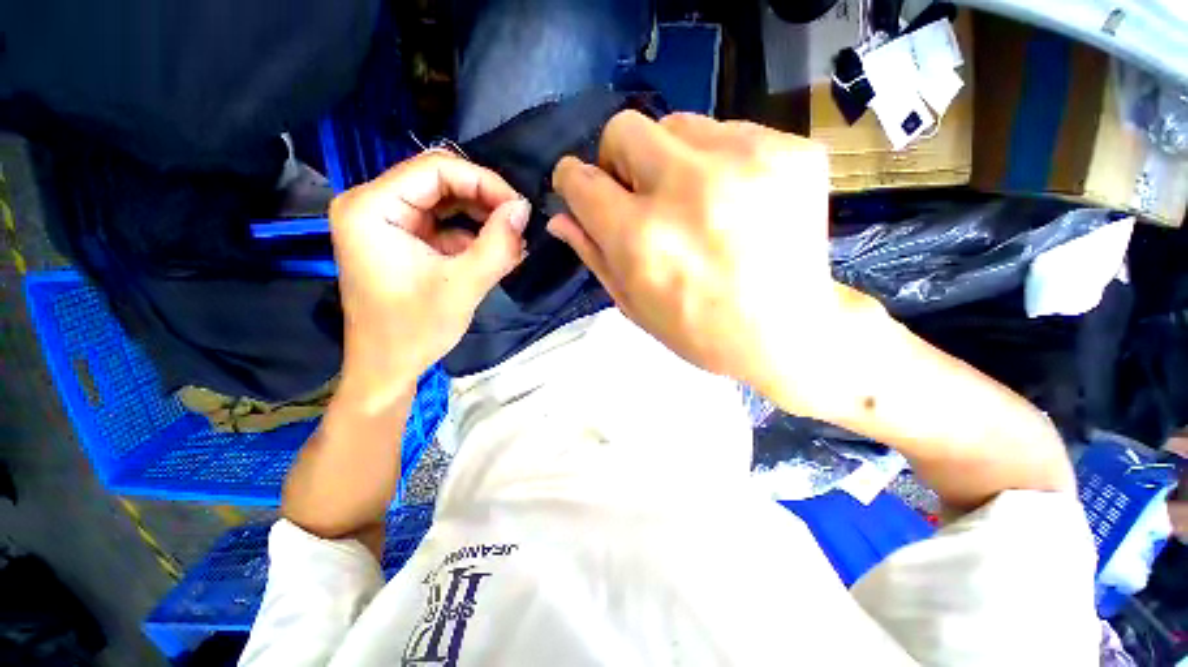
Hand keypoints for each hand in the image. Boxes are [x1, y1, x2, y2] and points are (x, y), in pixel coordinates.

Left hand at [330, 151, 528, 402]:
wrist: (388, 368)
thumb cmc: (414, 331)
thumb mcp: (462, 287)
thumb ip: (497, 245)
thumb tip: (524, 209)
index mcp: (372, 208)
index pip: (435, 169)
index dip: (484, 182)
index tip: (519, 209)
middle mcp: (374, 205)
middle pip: (441, 181)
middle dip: (486, 201)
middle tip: (519, 225)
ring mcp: (389, 222)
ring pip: (447, 201)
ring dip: (484, 219)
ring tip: (514, 242)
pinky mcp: (405, 240)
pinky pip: (445, 224)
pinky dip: (474, 235)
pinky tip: (498, 253)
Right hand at [549, 112, 882, 409]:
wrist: (788, 333)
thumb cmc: (699, 331)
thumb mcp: (634, 305)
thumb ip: (593, 255)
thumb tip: (560, 218)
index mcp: (641, 237)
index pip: (581, 180)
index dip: (574, 182)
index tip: (585, 190)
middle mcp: (686, 188)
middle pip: (623, 129)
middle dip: (619, 160)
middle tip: (642, 196)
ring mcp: (744, 161)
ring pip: (677, 124)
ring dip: (670, 159)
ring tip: (693, 200)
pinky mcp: (790, 150)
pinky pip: (729, 132)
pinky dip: (717, 161)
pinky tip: (734, 200)